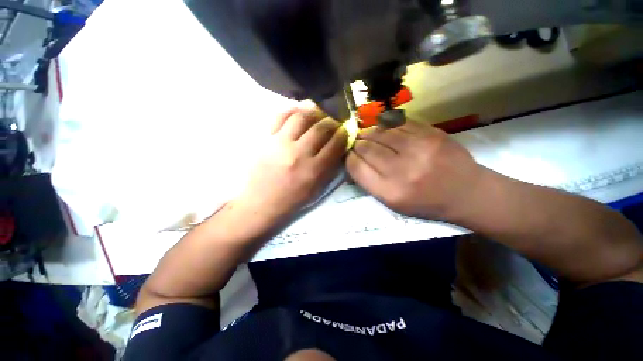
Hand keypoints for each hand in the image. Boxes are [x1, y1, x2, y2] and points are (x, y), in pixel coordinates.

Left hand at [232, 107, 347, 227]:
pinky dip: (292, 111)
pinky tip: (299, 113)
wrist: (262, 202)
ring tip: (318, 115)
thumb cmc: (292, 199)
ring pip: (301, 118)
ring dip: (314, 113)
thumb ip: (329, 167)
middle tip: (333, 122)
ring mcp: (281, 144)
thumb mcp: (317, 188)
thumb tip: (338, 146)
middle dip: (332, 122)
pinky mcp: (266, 139)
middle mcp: (299, 154)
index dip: (343, 134)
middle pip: (320, 128)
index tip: (345, 130)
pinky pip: (280, 117)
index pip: (335, 144)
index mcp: (313, 170)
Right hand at [346, 121, 481, 219]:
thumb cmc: (426, 203)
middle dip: (357, 144)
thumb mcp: (393, 203)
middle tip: (356, 142)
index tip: (349, 155)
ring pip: (380, 132)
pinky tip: (383, 128)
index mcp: (390, 192)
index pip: (356, 167)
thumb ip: (369, 182)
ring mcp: (419, 148)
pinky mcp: (432, 133)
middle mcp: (402, 170)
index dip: (348, 158)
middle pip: (366, 148)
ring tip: (366, 134)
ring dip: (369, 132)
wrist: (467, 193)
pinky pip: (399, 123)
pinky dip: (386, 125)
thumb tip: (353, 159)